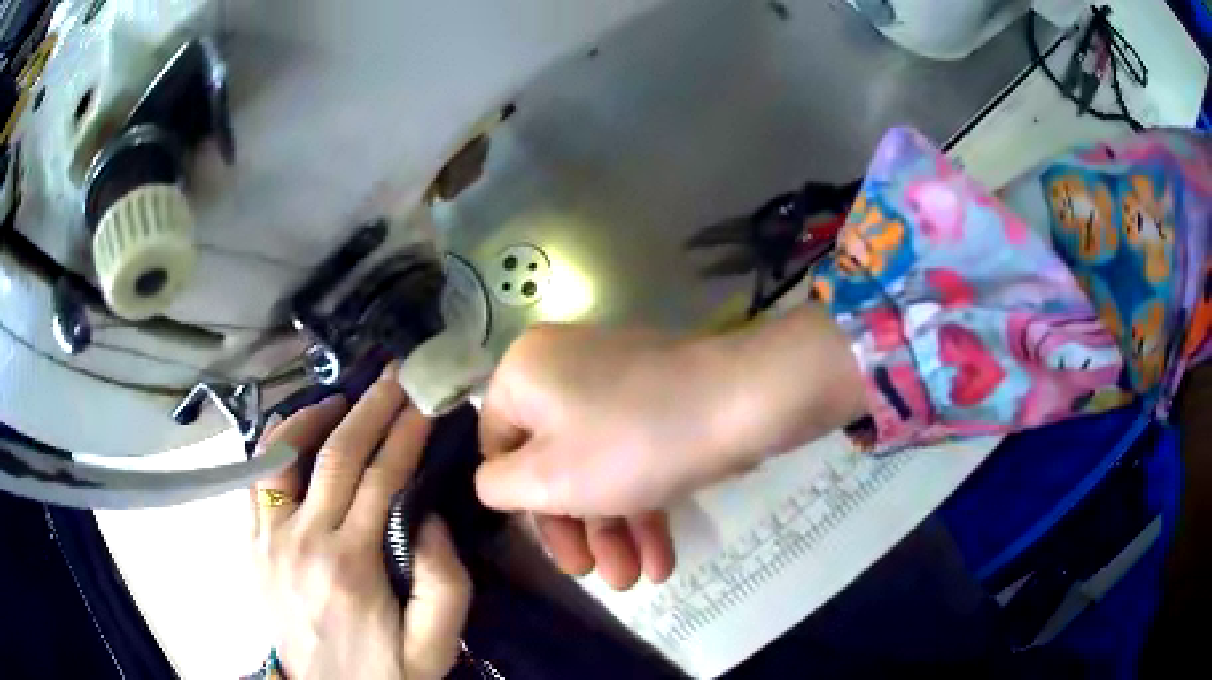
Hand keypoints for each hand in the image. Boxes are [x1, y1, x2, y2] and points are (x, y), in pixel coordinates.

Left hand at [251, 368, 469, 679]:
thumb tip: (428, 518)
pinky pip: (257, 477)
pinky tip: (296, 431)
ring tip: (346, 397)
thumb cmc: (384, 672)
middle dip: (372, 408)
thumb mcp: (434, 647)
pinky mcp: (252, 542)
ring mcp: (269, 537)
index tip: (426, 403)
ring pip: (286, 454)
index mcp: (352, 565)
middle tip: (395, 376)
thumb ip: (444, 585)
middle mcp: (304, 539)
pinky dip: (275, 444)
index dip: (406, 434)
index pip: (382, 478)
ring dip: (317, 416)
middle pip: (338, 455)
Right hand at [474, 306, 865, 589]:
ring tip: (635, 582)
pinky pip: (633, 454)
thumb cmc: (630, 443)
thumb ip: (499, 486)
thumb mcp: (547, 478)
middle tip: (593, 575)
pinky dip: (641, 503)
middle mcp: (563, 369)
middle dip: (576, 529)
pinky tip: (660, 558)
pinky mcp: (656, 401)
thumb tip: (496, 484)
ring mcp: (615, 383)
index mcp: (523, 373)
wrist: (741, 401)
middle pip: (552, 463)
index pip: (498, 446)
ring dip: (613, 529)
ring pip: (598, 466)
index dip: (520, 502)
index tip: (551, 543)